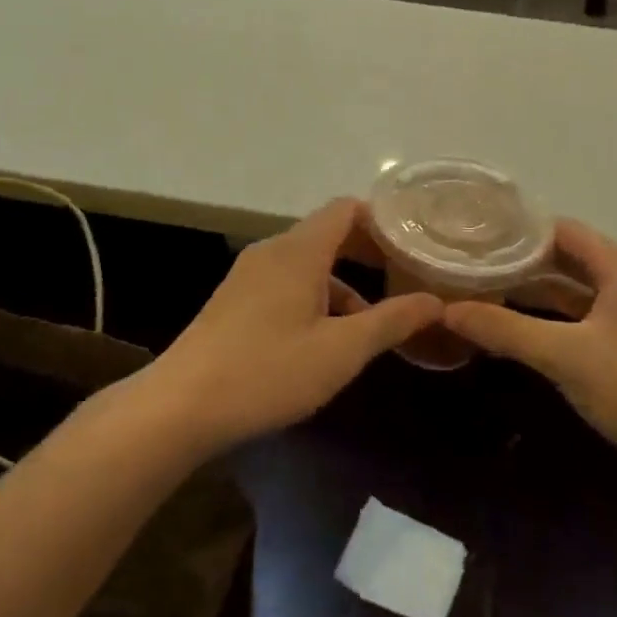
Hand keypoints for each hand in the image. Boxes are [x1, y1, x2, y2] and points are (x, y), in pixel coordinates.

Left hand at [156, 198, 441, 448]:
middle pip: (328, 233)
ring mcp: (248, 276)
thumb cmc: (267, 372)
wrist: (180, 407)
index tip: (414, 246)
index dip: (383, 221)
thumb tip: (435, 300)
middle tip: (404, 279)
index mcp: (299, 250)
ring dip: (342, 282)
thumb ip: (391, 321)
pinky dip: (315, 297)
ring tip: (372, 322)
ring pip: (307, 263)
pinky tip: (325, 340)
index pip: (346, 209)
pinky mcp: (235, 301)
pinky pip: (286, 283)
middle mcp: (272, 251)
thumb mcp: (341, 351)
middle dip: (368, 253)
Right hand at [446, 221, 616, 464]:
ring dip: (535, 292)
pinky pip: (583, 320)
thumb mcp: (563, 355)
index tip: (476, 236)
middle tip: (473, 265)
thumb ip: (504, 328)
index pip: (561, 230)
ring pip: (575, 292)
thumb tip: (446, 309)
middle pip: (567, 259)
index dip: (519, 231)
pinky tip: (520, 332)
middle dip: (522, 261)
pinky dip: (552, 320)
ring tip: (486, 292)